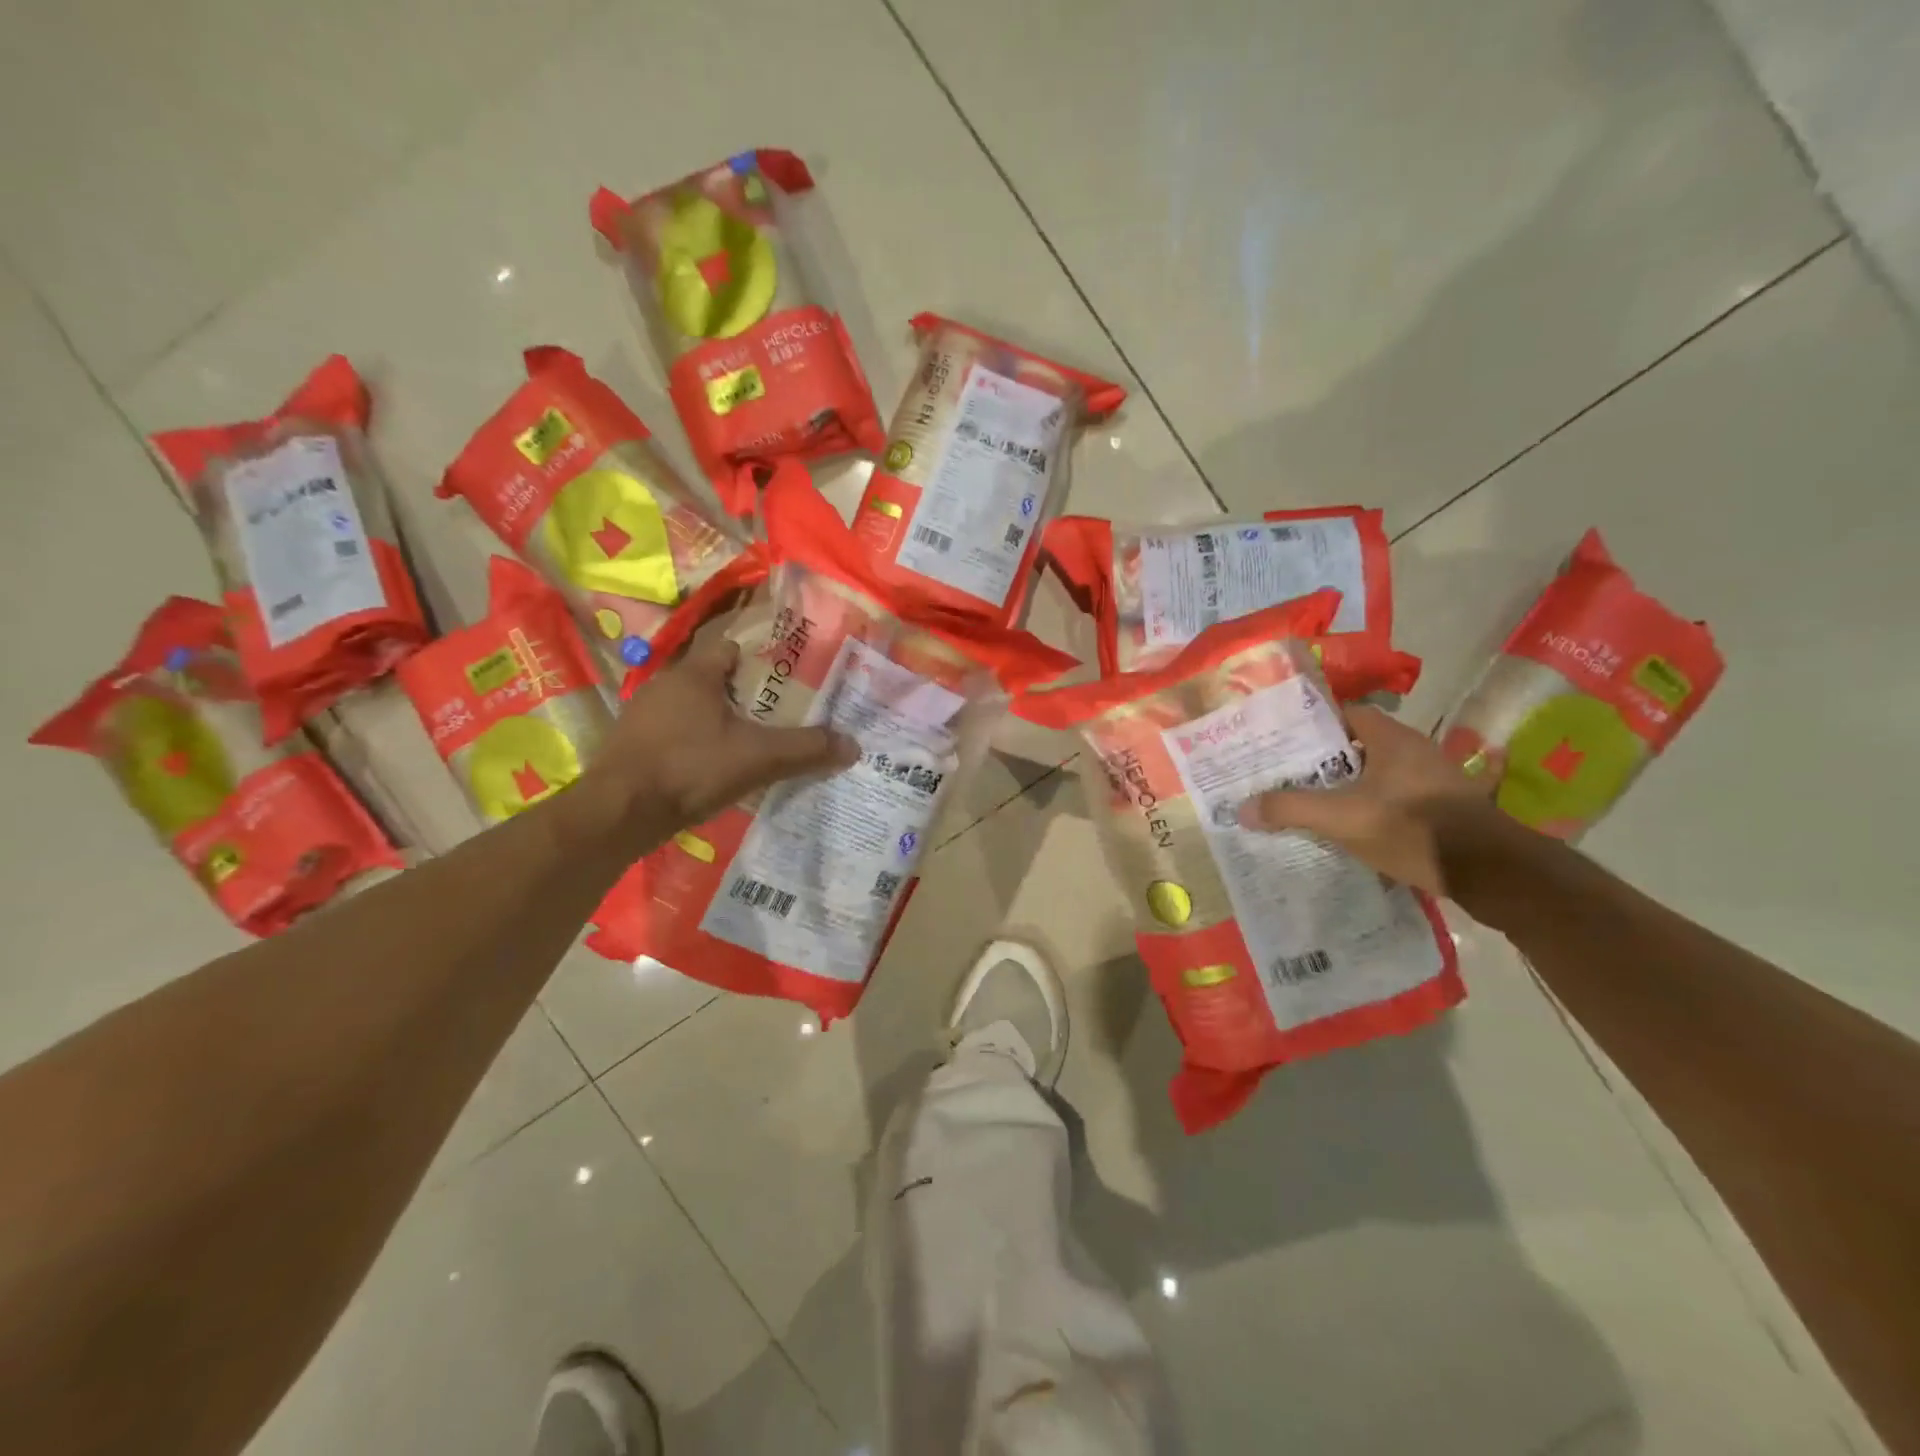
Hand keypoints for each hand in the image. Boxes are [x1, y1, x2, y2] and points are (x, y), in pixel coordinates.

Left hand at [581, 635, 856, 846]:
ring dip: (715, 720)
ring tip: (749, 741)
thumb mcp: (758, 758)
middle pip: (711, 679)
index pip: (730, 648)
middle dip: (742, 694)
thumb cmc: (690, 768)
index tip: (784, 676)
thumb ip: (805, 749)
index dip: (758, 658)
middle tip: (775, 713)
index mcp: (694, 674)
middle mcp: (664, 685)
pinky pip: (672, 734)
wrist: (619, 813)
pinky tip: (711, 767)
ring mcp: (642, 716)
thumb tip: (853, 745)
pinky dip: (693, 743)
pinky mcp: (631, 746)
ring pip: (690, 708)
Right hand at [1238, 705, 1502, 895]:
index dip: (1316, 723)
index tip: (1287, 740)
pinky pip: (1402, 796)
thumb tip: (1243, 808)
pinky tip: (1361, 822)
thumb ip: (1291, 809)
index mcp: (1392, 740)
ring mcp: (1437, 779)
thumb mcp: (1342, 818)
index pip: (1348, 713)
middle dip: (1328, 758)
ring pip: (1382, 772)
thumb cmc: (1413, 829)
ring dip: (1353, 783)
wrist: (1491, 872)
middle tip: (1292, 773)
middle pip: (1362, 744)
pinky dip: (1379, 804)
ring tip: (1317, 800)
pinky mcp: (1448, 808)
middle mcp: (1417, 750)